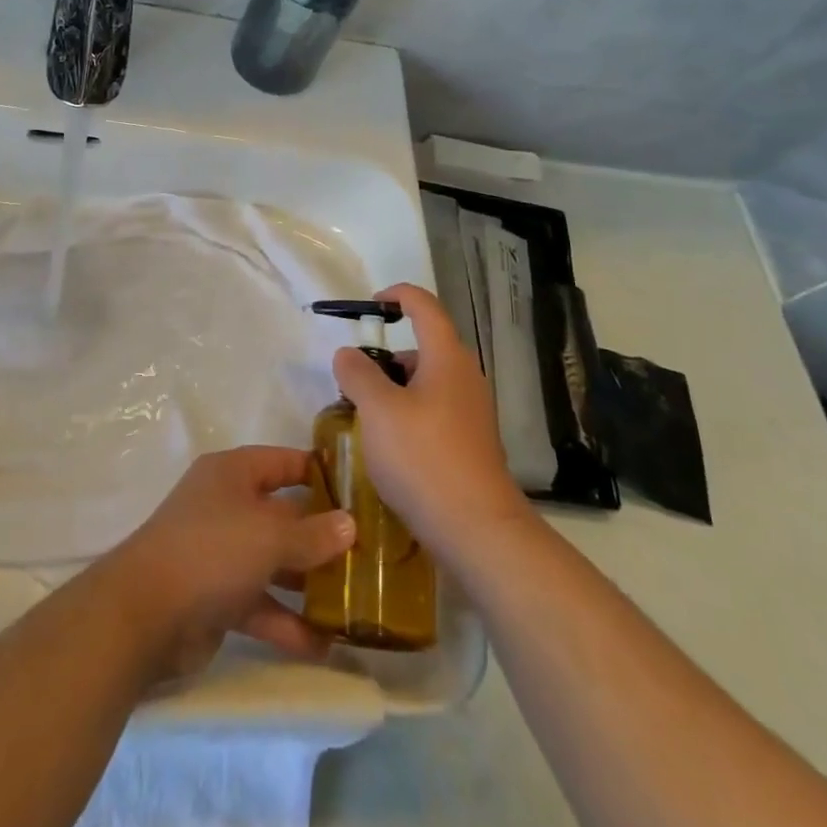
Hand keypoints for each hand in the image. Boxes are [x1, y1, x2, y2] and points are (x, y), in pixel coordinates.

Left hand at [95, 447, 355, 682]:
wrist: (143, 614)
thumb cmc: (211, 551)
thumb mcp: (269, 535)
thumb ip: (312, 533)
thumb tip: (350, 524)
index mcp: (232, 474)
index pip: (283, 462)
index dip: (319, 472)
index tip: (359, 490)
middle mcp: (226, 506)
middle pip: (282, 515)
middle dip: (321, 536)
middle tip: (369, 556)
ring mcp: (219, 553)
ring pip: (273, 562)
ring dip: (308, 583)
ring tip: (355, 604)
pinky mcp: (215, 598)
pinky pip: (260, 604)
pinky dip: (287, 622)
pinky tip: (324, 645)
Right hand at [332, 283, 527, 561]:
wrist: (477, 531)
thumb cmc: (424, 458)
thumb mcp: (378, 410)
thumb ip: (358, 373)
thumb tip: (348, 354)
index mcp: (447, 358)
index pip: (425, 306)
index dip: (398, 295)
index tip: (371, 304)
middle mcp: (465, 378)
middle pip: (424, 347)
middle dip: (385, 356)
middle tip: (353, 377)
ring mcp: (471, 413)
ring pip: (427, 383)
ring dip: (394, 388)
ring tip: (364, 415)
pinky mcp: (470, 444)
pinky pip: (434, 411)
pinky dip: (408, 414)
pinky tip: (388, 445)